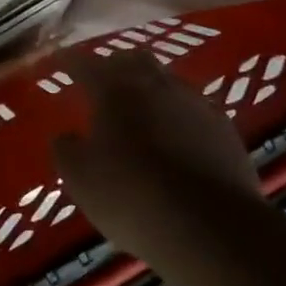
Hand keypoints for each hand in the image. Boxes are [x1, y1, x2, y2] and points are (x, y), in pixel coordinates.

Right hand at [51, 50, 264, 264]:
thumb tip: (66, 137)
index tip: (60, 61)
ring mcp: (196, 104)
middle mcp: (156, 85)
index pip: (85, 64)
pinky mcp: (225, 129)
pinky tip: (178, 137)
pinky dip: (180, 116)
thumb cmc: (130, 194)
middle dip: (116, 66)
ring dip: (152, 89)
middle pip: (134, 60)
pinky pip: (195, 110)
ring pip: (168, 82)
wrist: (209, 225)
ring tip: (142, 110)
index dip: (70, 61)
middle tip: (104, 82)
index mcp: (114, 90)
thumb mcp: (79, 178)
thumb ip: (66, 150)